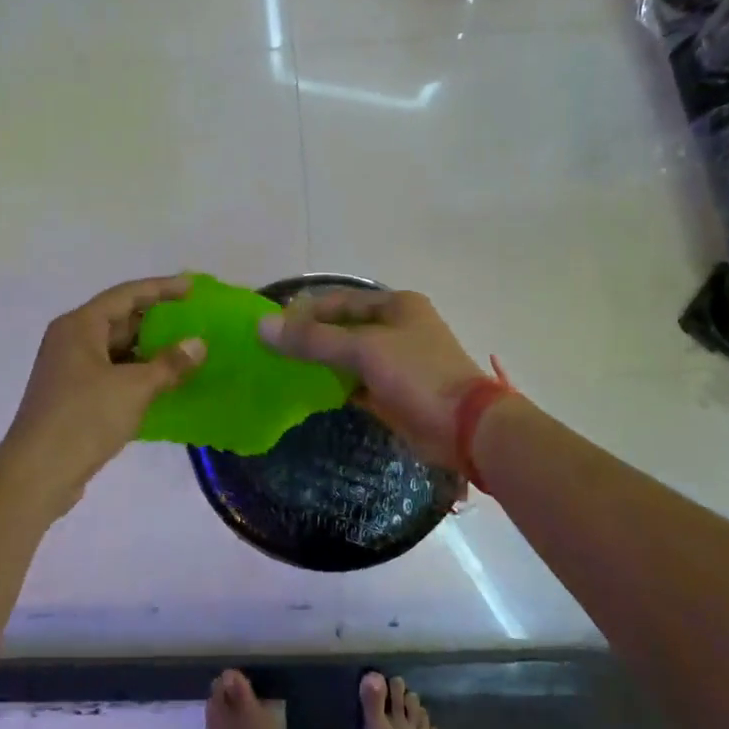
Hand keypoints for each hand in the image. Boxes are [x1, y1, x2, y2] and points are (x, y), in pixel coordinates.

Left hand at [0, 274, 206, 511]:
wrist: (37, 474)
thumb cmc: (84, 419)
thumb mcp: (134, 388)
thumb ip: (169, 364)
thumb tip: (198, 344)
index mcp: (80, 326)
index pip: (127, 295)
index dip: (161, 288)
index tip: (192, 288)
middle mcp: (71, 340)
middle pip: (120, 319)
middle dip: (157, 321)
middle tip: (194, 321)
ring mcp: (69, 369)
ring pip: (116, 349)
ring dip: (149, 351)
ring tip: (186, 354)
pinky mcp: (72, 396)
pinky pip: (111, 373)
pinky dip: (137, 374)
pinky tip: (163, 385)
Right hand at [257, 289, 484, 470]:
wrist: (466, 428)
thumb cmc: (417, 374)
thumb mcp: (363, 350)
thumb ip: (313, 339)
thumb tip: (262, 327)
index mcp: (396, 305)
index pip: (339, 300)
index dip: (305, 311)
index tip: (272, 326)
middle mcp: (397, 327)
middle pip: (343, 327)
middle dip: (310, 337)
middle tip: (273, 349)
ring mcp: (397, 361)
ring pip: (348, 355)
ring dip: (321, 362)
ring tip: (283, 370)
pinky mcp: (394, 391)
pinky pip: (356, 382)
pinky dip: (335, 385)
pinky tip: (309, 392)